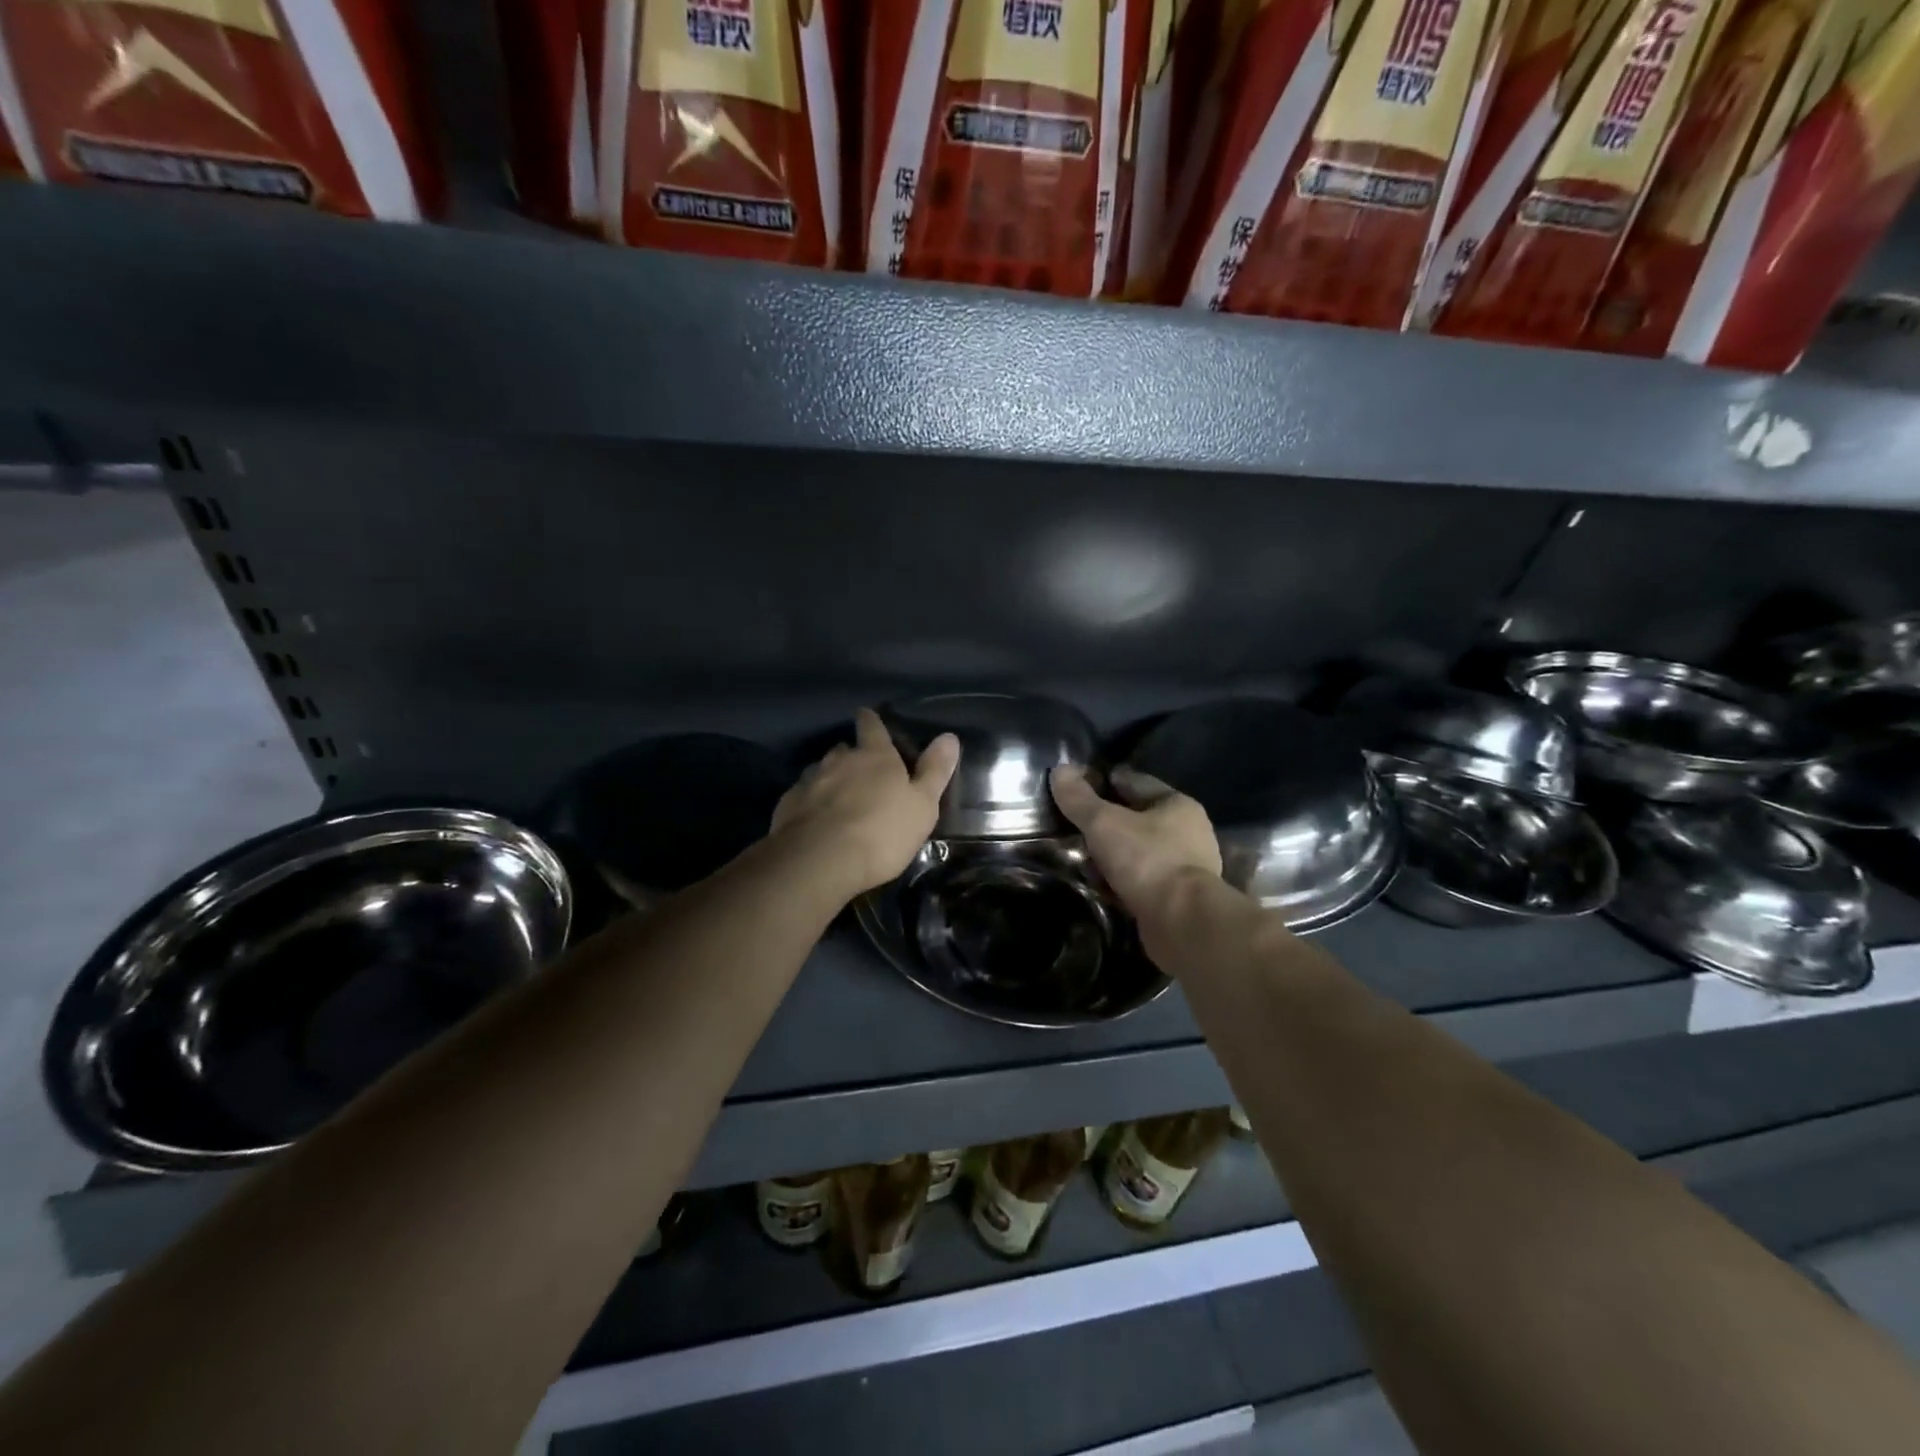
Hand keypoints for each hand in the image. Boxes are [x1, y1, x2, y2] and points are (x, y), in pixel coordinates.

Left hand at [770, 708, 959, 898]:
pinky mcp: (788, 805)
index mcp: (875, 756)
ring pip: (821, 771)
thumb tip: (949, 736)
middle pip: (844, 749)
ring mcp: (809, 781)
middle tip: (861, 770)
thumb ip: (934, 771)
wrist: (820, 861)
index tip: (867, 715)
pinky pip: (803, 796)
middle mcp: (839, 760)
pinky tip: (814, 819)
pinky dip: (811, 803)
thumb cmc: (882, 832)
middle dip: (852, 755)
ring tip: (838, 797)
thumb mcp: (922, 805)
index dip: (871, 720)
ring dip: (830, 779)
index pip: (872, 726)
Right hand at [1050, 764, 1221, 917]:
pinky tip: (1099, 884)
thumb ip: (1079, 798)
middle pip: (1137, 817)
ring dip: (1112, 853)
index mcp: (1177, 804)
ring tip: (1082, 856)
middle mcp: (1188, 832)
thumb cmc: (1146, 860)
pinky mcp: (1177, 897)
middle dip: (1107, 820)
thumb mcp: (1104, 822)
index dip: (1104, 780)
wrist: (1181, 922)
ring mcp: (1185, 867)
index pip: (1135, 781)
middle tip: (1074, 823)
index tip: (1077, 786)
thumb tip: (1059, 769)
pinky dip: (1121, 879)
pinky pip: (1141, 878)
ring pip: (1138, 850)